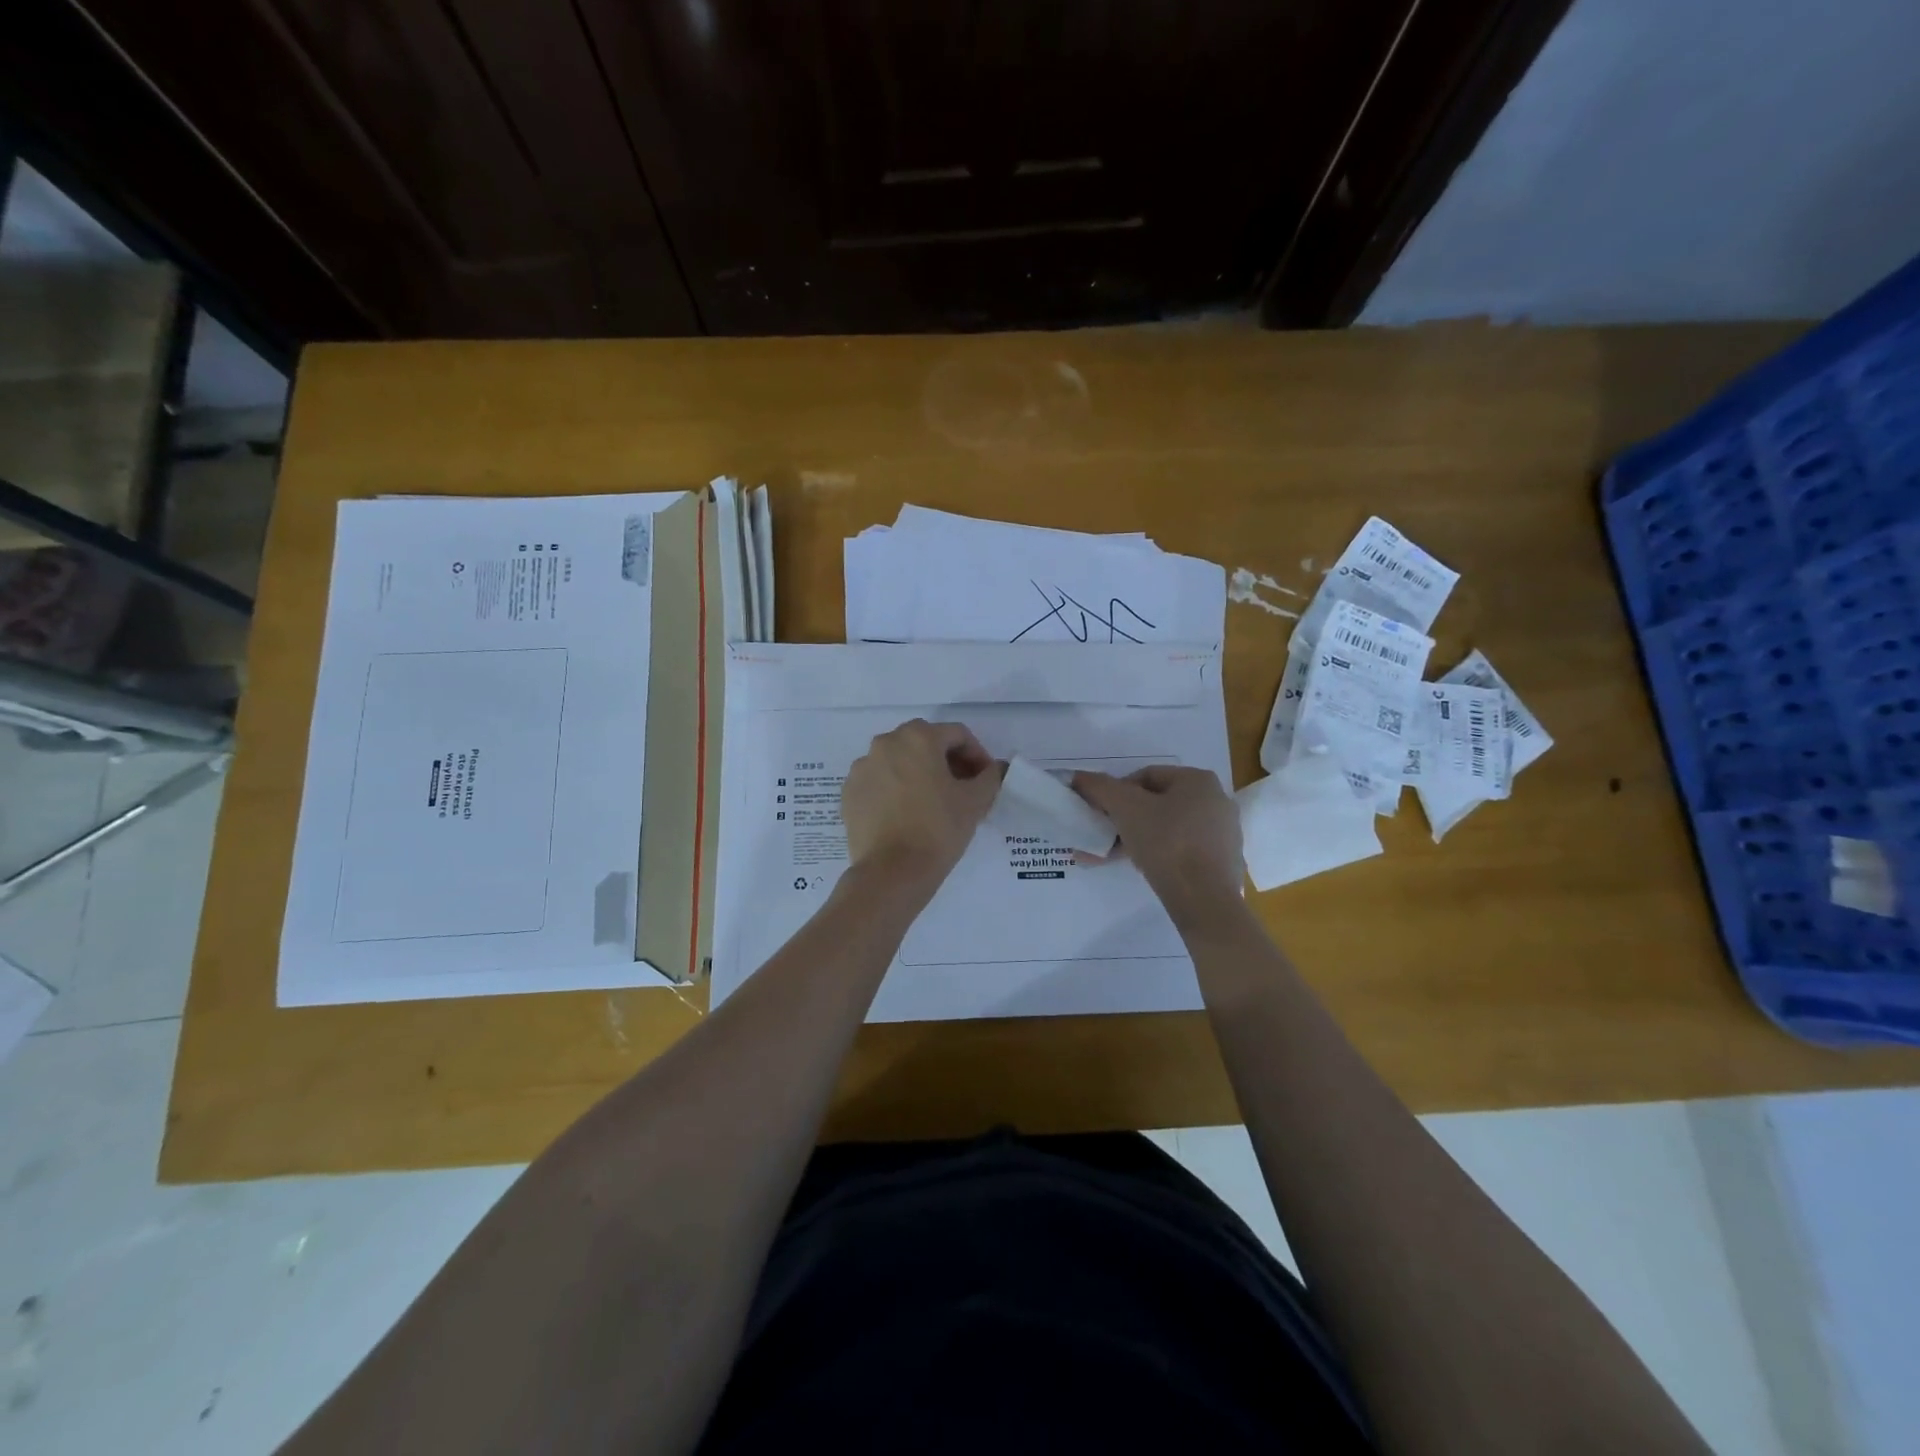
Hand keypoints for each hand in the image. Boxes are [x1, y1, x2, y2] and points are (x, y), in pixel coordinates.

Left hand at [841, 719, 1000, 887]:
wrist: (891, 872)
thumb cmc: (938, 829)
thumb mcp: (975, 801)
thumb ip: (991, 776)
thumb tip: (996, 768)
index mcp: (918, 737)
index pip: (957, 735)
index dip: (977, 755)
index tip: (985, 780)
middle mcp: (885, 743)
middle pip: (925, 743)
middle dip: (947, 761)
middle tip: (962, 789)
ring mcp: (862, 767)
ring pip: (899, 761)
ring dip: (919, 773)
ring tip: (933, 802)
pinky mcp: (849, 792)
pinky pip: (878, 781)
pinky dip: (894, 789)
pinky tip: (906, 814)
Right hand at [1072, 766, 1243, 921]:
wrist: (1206, 900)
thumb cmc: (1167, 843)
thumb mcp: (1126, 809)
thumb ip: (1100, 788)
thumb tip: (1078, 777)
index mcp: (1198, 780)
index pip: (1146, 776)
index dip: (1117, 791)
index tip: (1100, 812)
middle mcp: (1216, 801)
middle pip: (1157, 803)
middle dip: (1124, 819)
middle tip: (1102, 834)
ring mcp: (1222, 833)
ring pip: (1167, 829)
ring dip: (1134, 839)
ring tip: (1106, 856)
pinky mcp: (1222, 862)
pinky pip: (1181, 851)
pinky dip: (1156, 855)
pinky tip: (1135, 868)